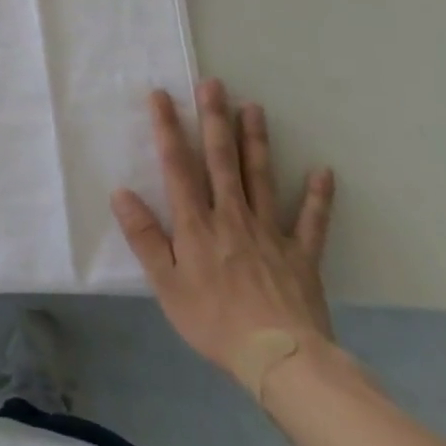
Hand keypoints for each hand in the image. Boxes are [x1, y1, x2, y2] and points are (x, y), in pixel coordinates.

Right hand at [111, 80, 334, 389]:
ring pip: (260, 177)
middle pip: (221, 160)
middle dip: (215, 119)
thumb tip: (121, 193)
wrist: (282, 362)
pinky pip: (311, 221)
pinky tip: (323, 171)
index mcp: (197, 224)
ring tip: (253, 107)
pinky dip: (317, 196)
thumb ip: (144, 237)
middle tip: (214, 84)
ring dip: (256, 141)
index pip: (177, 166)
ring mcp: (270, 232)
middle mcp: (231, 216)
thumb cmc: (214, 322)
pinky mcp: (301, 255)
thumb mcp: (166, 285)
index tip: (161, 95)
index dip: (168, 128)